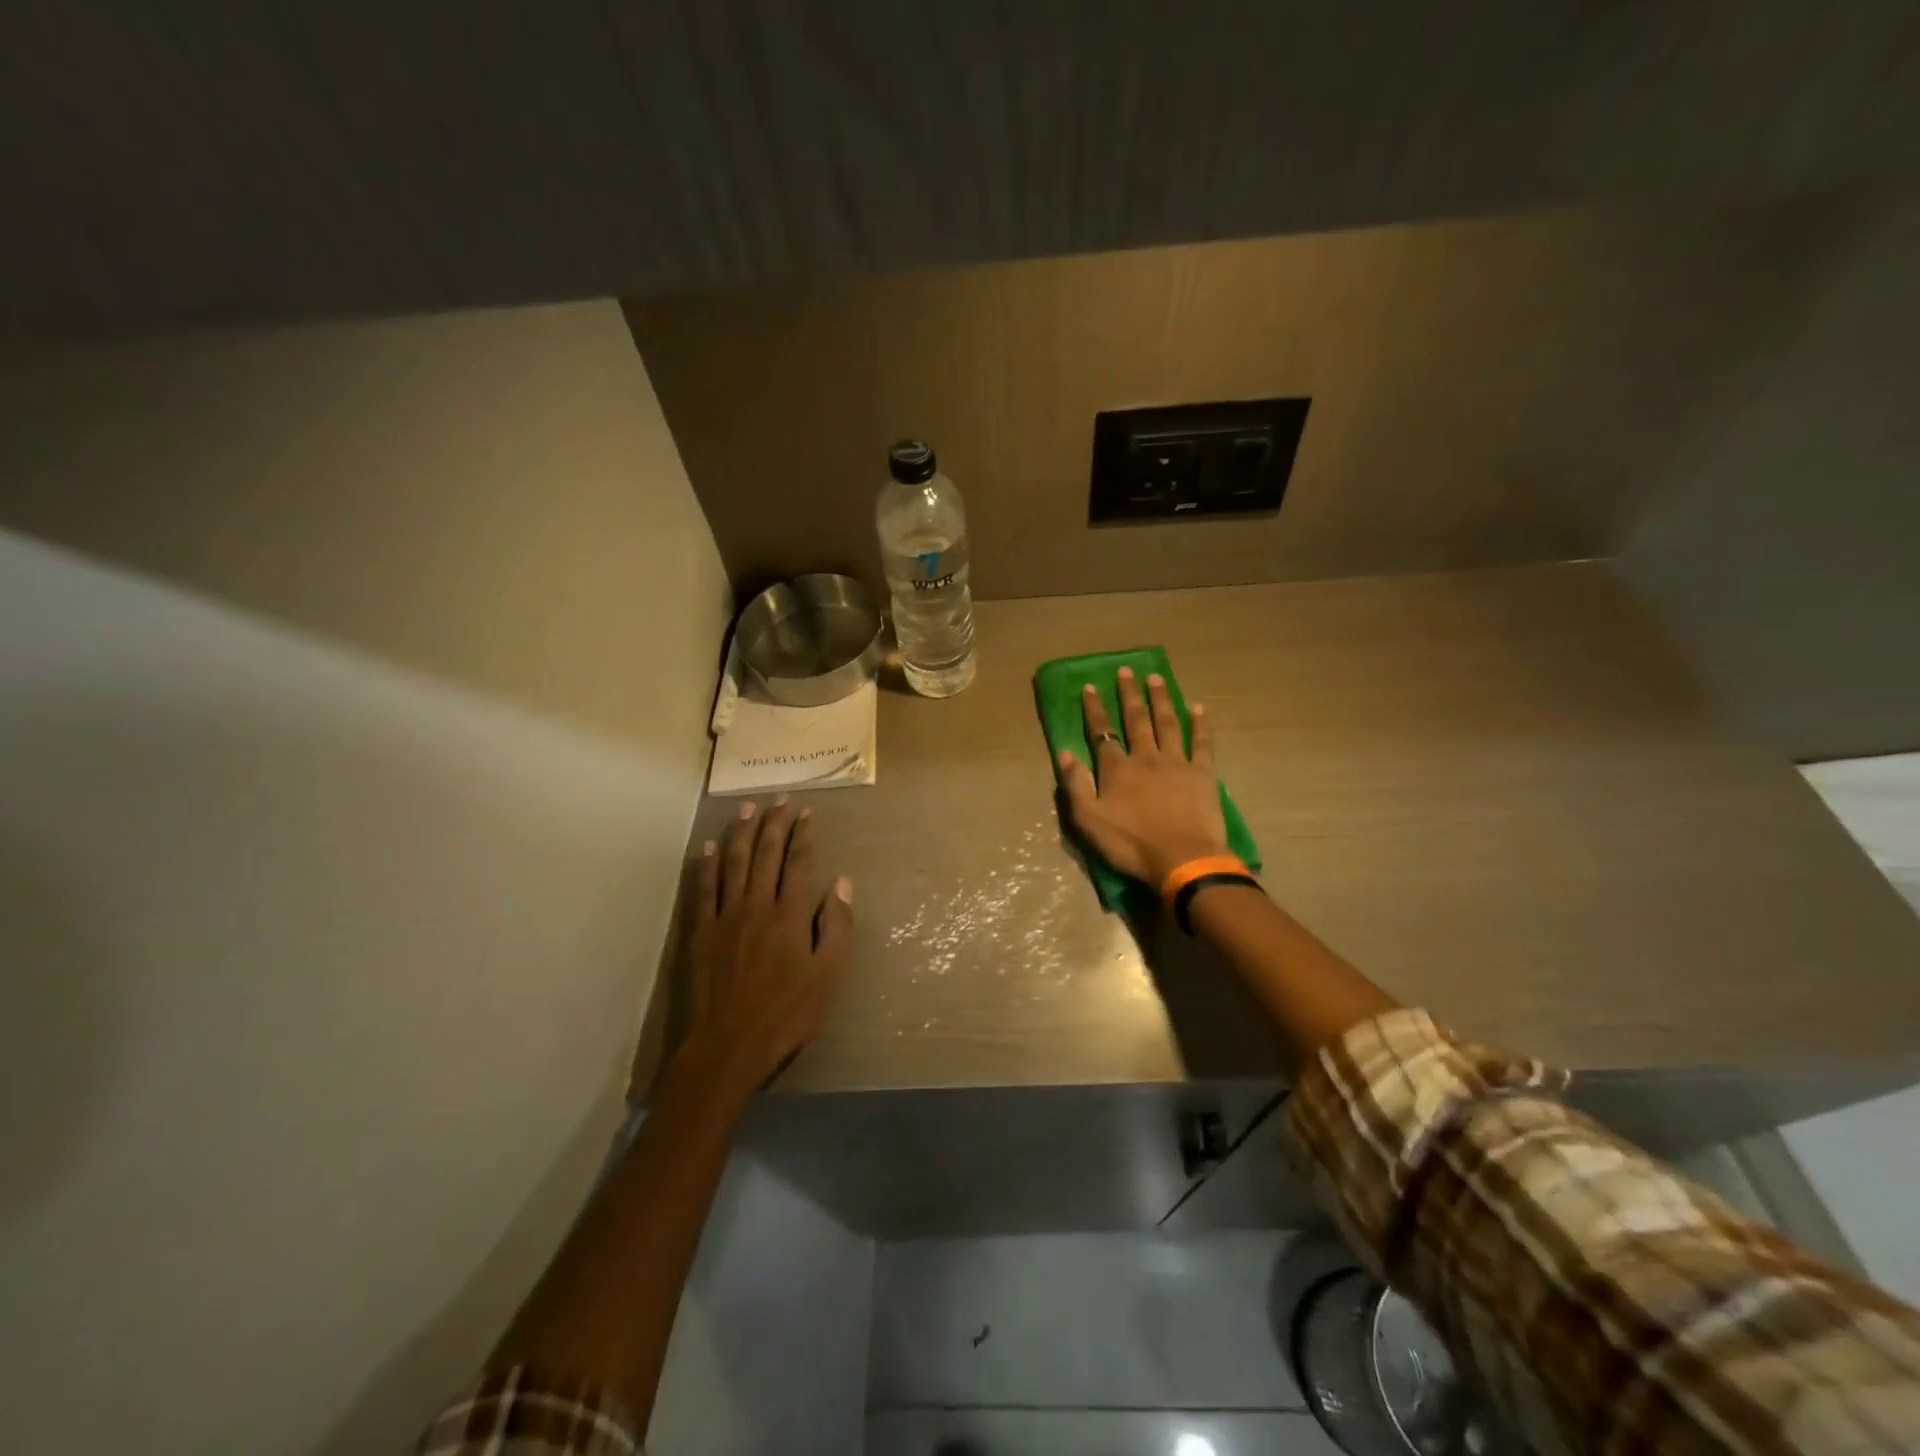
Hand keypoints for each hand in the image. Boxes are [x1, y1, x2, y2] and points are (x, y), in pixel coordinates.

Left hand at [673, 796, 854, 1107]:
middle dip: (774, 823)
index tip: (807, 812)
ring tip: (747, 809)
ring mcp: (724, 916)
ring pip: (734, 863)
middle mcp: (757, 905)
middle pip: (766, 854)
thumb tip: (842, 882)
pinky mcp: (700, 932)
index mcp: (790, 915)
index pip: (799, 863)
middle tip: (779, 799)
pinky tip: (709, 848)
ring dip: (741, 833)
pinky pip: (703, 889)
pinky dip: (707, 866)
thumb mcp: (828, 977)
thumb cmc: (786, 1016)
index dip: (803, 835)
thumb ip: (837, 927)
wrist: (726, 1048)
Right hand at [1057, 667, 1228, 887]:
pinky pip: (1202, 742)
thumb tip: (1065, 752)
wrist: (1182, 859)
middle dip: (1129, 694)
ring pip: (1167, 723)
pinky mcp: (1203, 773)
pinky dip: (1200, 724)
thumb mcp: (1089, 820)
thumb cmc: (1131, 844)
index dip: (1095, 709)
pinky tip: (1198, 707)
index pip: (1102, 732)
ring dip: (1160, 699)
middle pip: (1136, 719)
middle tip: (1127, 671)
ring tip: (1156, 678)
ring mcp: (1177, 763)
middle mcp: (1146, 757)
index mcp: (1117, 768)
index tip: (1090, 686)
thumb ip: (1076, 785)